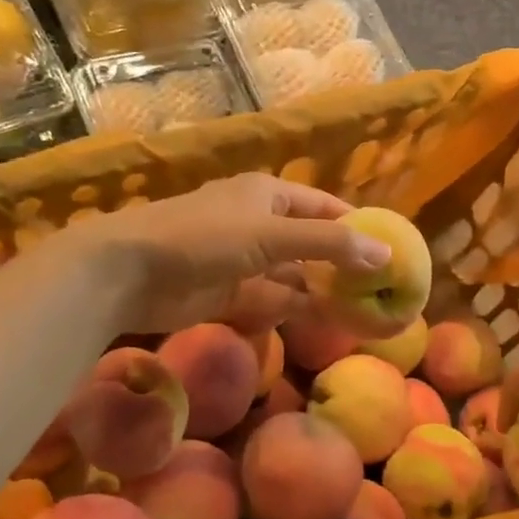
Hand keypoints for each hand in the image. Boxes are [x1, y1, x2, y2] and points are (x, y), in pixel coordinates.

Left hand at [53, 174, 390, 335]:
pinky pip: (271, 299)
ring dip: (321, 291)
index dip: (356, 226)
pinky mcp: (228, 292)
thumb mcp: (271, 235)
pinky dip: (294, 309)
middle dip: (342, 264)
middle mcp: (259, 223)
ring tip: (361, 312)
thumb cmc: (203, 237)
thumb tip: (385, 254)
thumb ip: (328, 246)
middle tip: (381, 289)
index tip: (390, 250)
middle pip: (311, 243)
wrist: (128, 271)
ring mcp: (242, 260)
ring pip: (293, 275)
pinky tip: (323, 322)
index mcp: (269, 195)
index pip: (324, 207)